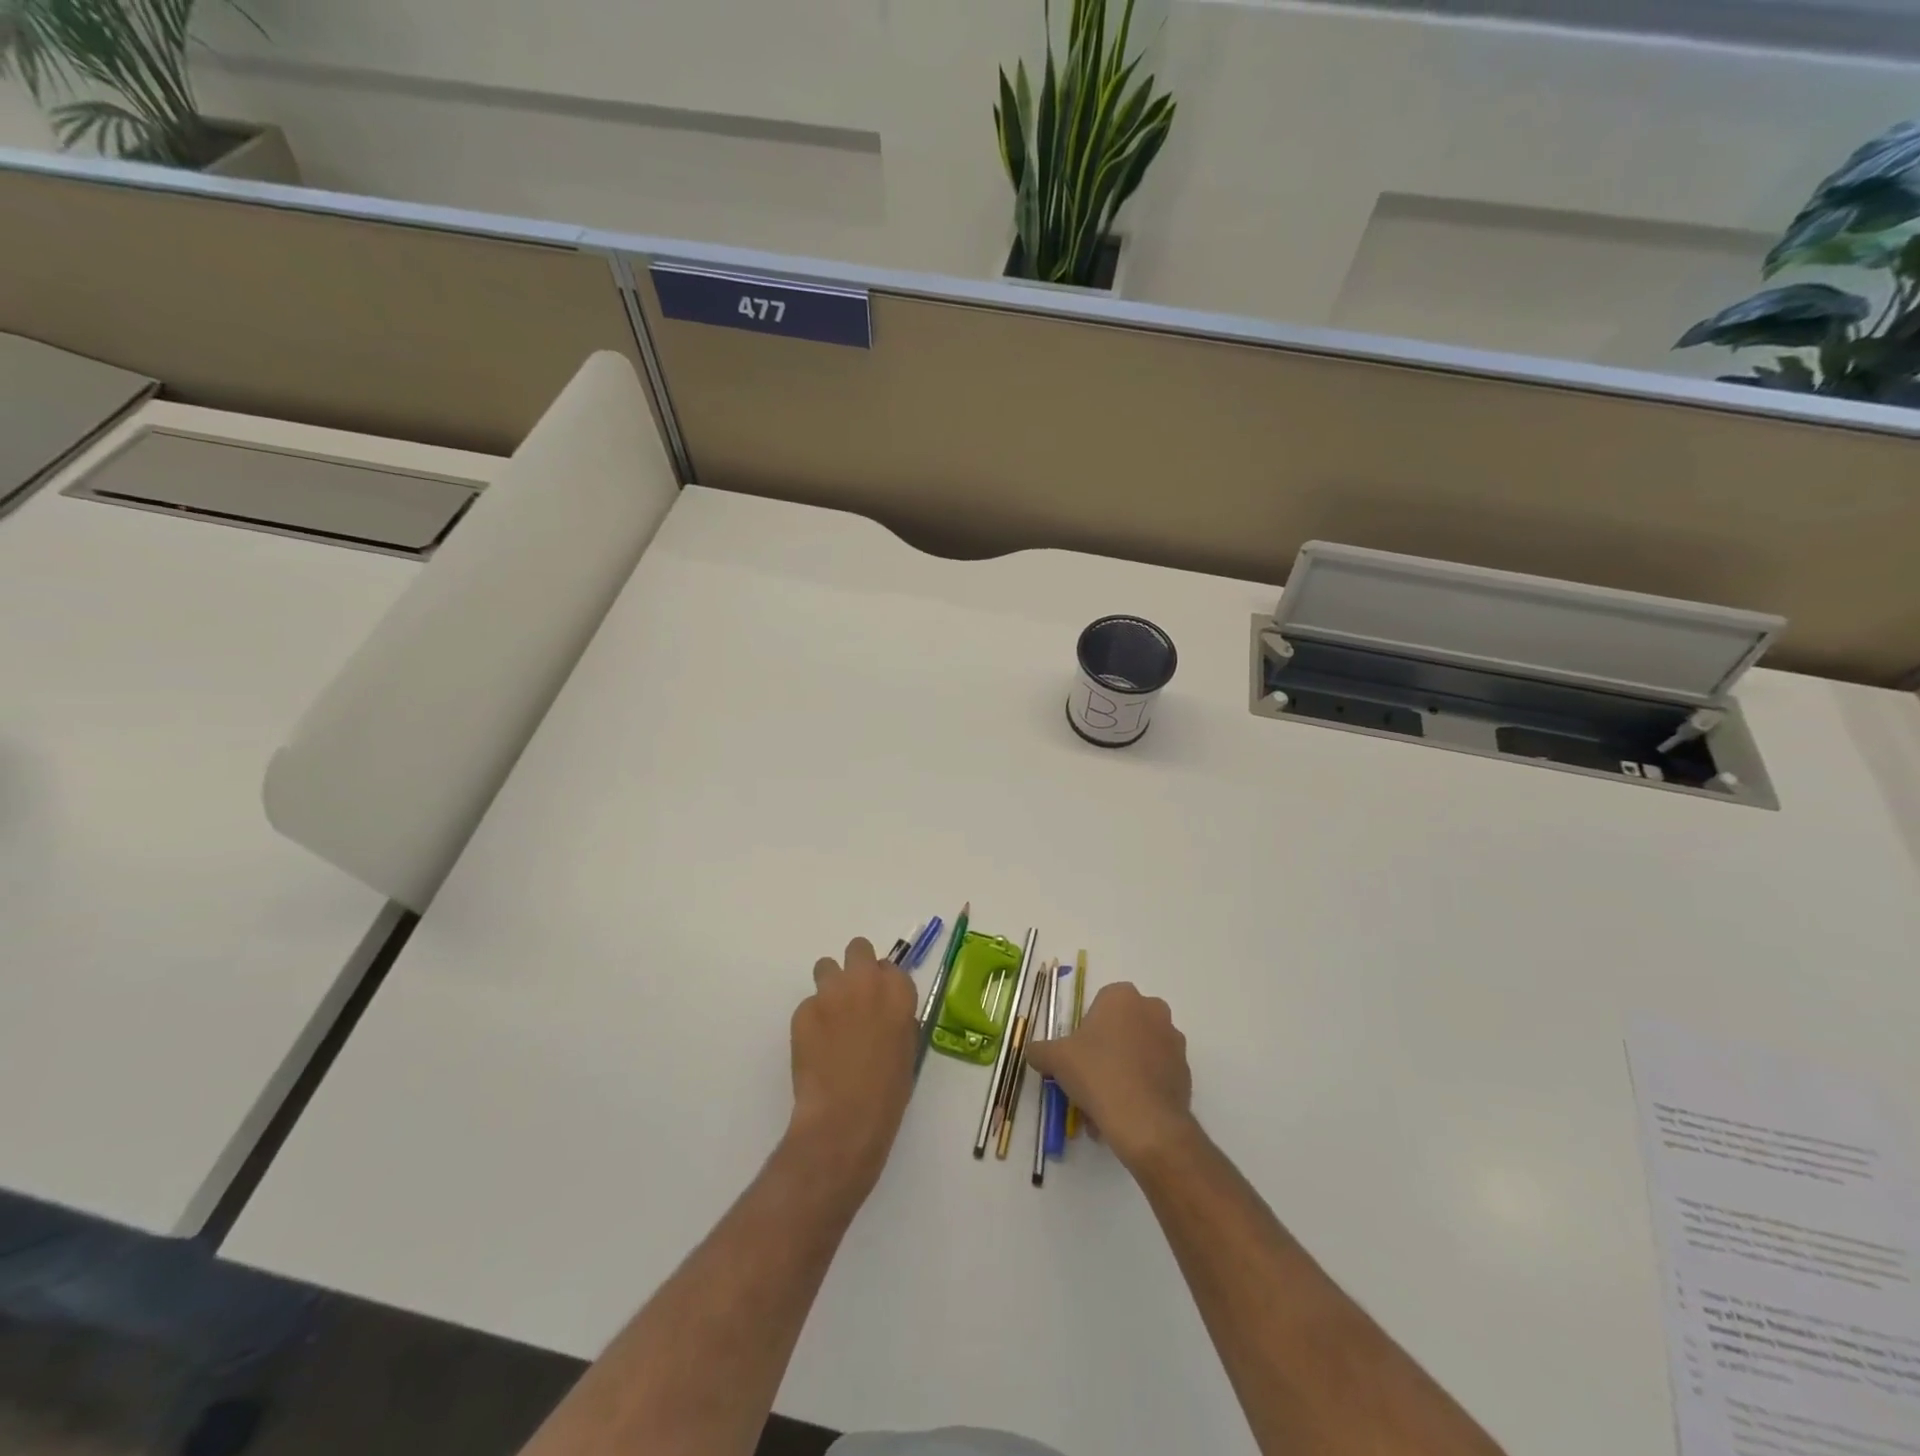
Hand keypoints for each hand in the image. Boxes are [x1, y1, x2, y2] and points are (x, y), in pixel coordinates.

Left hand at [787, 937, 918, 1195]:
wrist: (844, 1119)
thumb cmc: (888, 1093)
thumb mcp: (907, 1049)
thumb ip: (897, 1017)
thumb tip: (884, 1010)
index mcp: (898, 992)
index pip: (890, 967)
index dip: (883, 983)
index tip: (879, 1002)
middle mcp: (866, 982)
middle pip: (858, 949)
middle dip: (855, 967)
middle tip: (853, 997)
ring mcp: (831, 993)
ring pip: (826, 967)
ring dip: (830, 985)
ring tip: (830, 1017)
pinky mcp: (803, 1010)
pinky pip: (808, 1004)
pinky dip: (812, 1019)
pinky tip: (815, 1047)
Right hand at [1024, 982, 1195, 1170]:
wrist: (1145, 1120)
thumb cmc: (1097, 1073)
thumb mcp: (1056, 1059)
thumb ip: (1040, 1050)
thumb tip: (1032, 1051)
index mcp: (1122, 996)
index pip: (1100, 1004)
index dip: (1087, 1030)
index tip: (1078, 1054)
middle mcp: (1153, 1010)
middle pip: (1122, 1027)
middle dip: (1108, 1049)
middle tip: (1090, 1077)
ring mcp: (1174, 1041)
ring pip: (1140, 1052)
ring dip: (1125, 1070)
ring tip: (1106, 1104)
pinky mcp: (1186, 1071)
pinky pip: (1157, 1074)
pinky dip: (1142, 1088)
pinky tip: (1126, 1113)